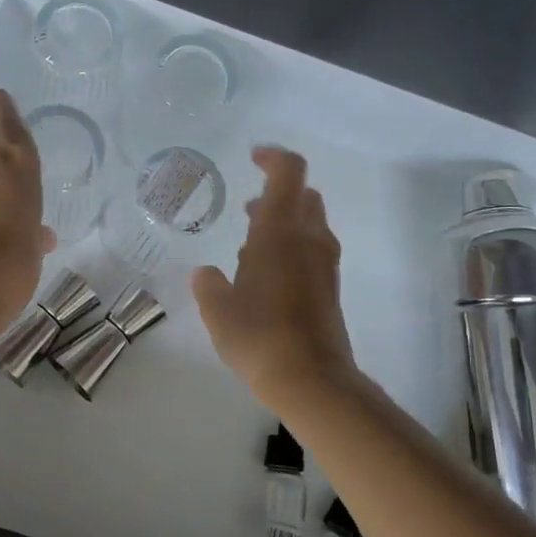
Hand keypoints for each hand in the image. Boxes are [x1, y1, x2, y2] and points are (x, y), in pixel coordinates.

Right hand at [191, 147, 356, 403]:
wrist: (311, 379)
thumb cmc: (258, 335)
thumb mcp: (218, 309)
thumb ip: (208, 284)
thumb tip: (205, 274)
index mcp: (280, 231)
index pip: (289, 172)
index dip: (273, 157)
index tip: (252, 158)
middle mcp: (309, 238)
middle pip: (303, 195)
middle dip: (277, 194)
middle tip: (249, 209)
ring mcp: (325, 264)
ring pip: (310, 224)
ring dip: (284, 222)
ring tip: (250, 245)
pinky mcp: (330, 287)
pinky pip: (312, 250)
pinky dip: (291, 247)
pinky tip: (265, 276)